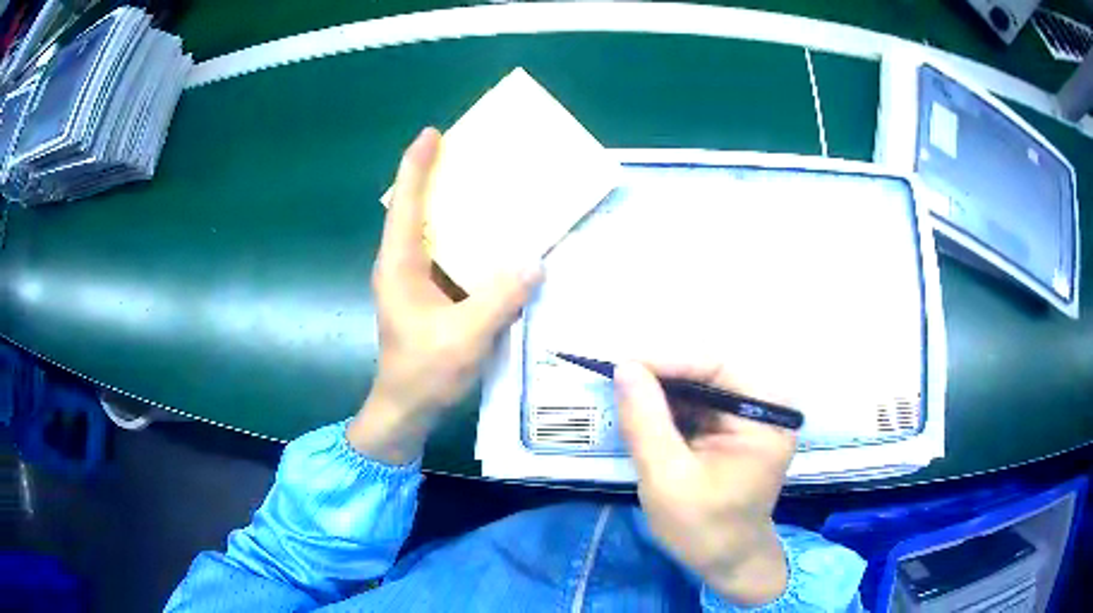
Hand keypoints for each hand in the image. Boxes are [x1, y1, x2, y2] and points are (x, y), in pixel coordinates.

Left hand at [347, 128, 542, 464]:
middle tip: (467, 152)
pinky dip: (463, 239)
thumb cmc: (424, 373)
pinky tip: (490, 238)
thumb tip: (536, 261)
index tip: (432, 134)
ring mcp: (411, 281)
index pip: (406, 204)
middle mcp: (401, 265)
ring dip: (450, 207)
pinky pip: (444, 255)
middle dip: (435, 177)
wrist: (405, 410)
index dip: (416, 166)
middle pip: (414, 210)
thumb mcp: (465, 337)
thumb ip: (499, 298)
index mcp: (399, 266)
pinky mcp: (425, 296)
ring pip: (429, 232)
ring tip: (483, 186)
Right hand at [614, 361, 796, 605]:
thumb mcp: (667, 479)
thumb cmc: (703, 528)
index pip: (717, 368)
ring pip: (701, 385)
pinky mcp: (733, 429)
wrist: (726, 561)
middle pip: (710, 372)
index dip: (668, 361)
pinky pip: (699, 404)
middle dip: (662, 374)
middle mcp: (765, 406)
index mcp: (766, 415)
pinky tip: (641, 410)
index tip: (621, 364)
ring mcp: (750, 416)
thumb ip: (647, 422)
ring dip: (662, 389)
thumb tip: (625, 368)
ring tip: (622, 391)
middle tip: (616, 377)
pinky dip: (668, 407)